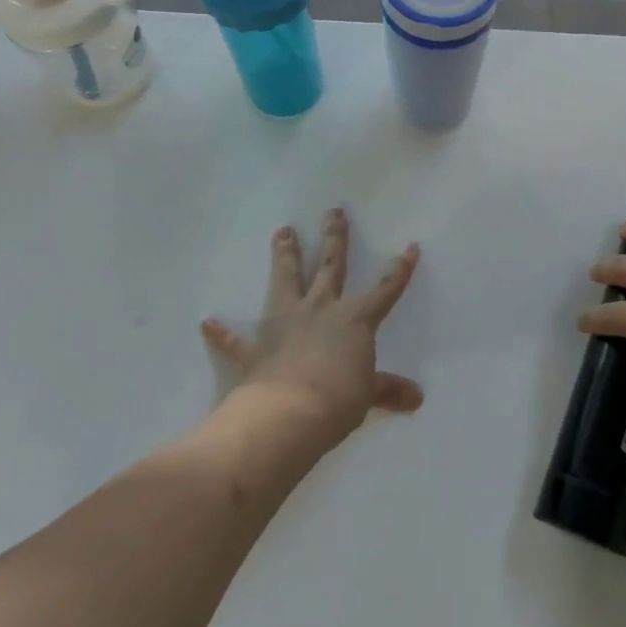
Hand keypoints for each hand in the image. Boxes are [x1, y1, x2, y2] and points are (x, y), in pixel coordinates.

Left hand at [201, 208, 423, 447]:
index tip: (410, 246)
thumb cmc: (338, 400)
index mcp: (355, 319)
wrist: (287, 416)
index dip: (400, 269)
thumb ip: (389, 390)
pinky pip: (236, 340)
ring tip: (282, 231)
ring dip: (284, 256)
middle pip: (330, 266)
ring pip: (286, 280)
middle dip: (334, 237)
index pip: (385, 289)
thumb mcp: (368, 395)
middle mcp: (321, 310)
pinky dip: (223, 332)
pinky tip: (208, 322)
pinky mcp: (256, 349)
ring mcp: (286, 324)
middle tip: (333, 211)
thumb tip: (417, 398)